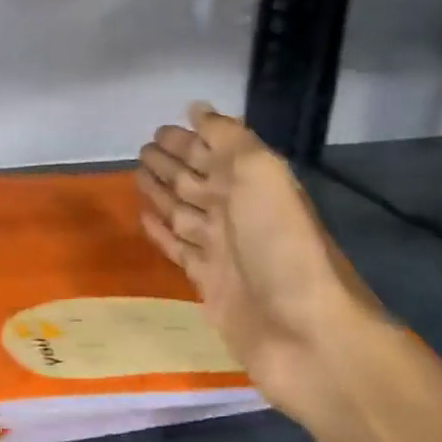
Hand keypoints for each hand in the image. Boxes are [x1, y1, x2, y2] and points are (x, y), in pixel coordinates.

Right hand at [137, 104, 382, 422]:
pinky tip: (144, 219)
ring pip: (182, 212)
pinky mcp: (207, 282)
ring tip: (136, 177)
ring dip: (160, 193)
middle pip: (195, 180)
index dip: (187, 139)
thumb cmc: (280, 245)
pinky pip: (177, 248)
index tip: (158, 129)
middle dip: (170, 163)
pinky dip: (160, 232)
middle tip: (141, 150)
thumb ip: (228, 139)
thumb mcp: (259, 175)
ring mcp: (221, 249)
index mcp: (251, 183)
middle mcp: (236, 212)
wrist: (305, 333)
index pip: (212, 152)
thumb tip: (197, 109)